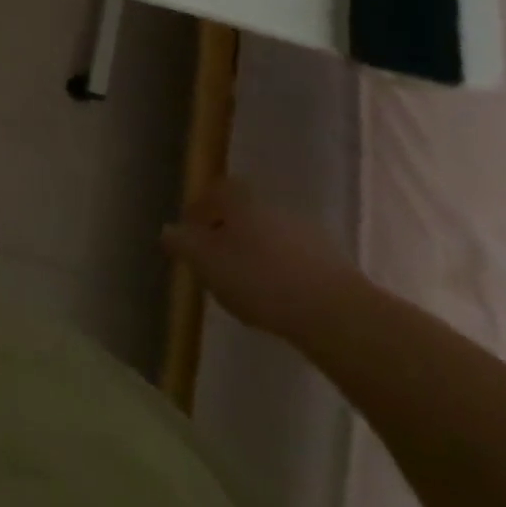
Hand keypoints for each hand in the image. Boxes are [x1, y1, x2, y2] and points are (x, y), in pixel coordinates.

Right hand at [161, 178, 366, 339]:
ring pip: (270, 238)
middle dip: (228, 234)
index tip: (191, 235)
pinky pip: (296, 262)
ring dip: (257, 255)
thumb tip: (168, 231)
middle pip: (243, 214)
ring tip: (247, 286)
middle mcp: (272, 206)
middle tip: (216, 261)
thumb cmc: (258, 279)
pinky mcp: (333, 264)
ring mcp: (307, 233)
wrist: (337, 314)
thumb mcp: (205, 263)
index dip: (200, 211)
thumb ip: (182, 244)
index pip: (213, 192)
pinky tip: (279, 301)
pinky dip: (284, 274)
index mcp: (239, 199)